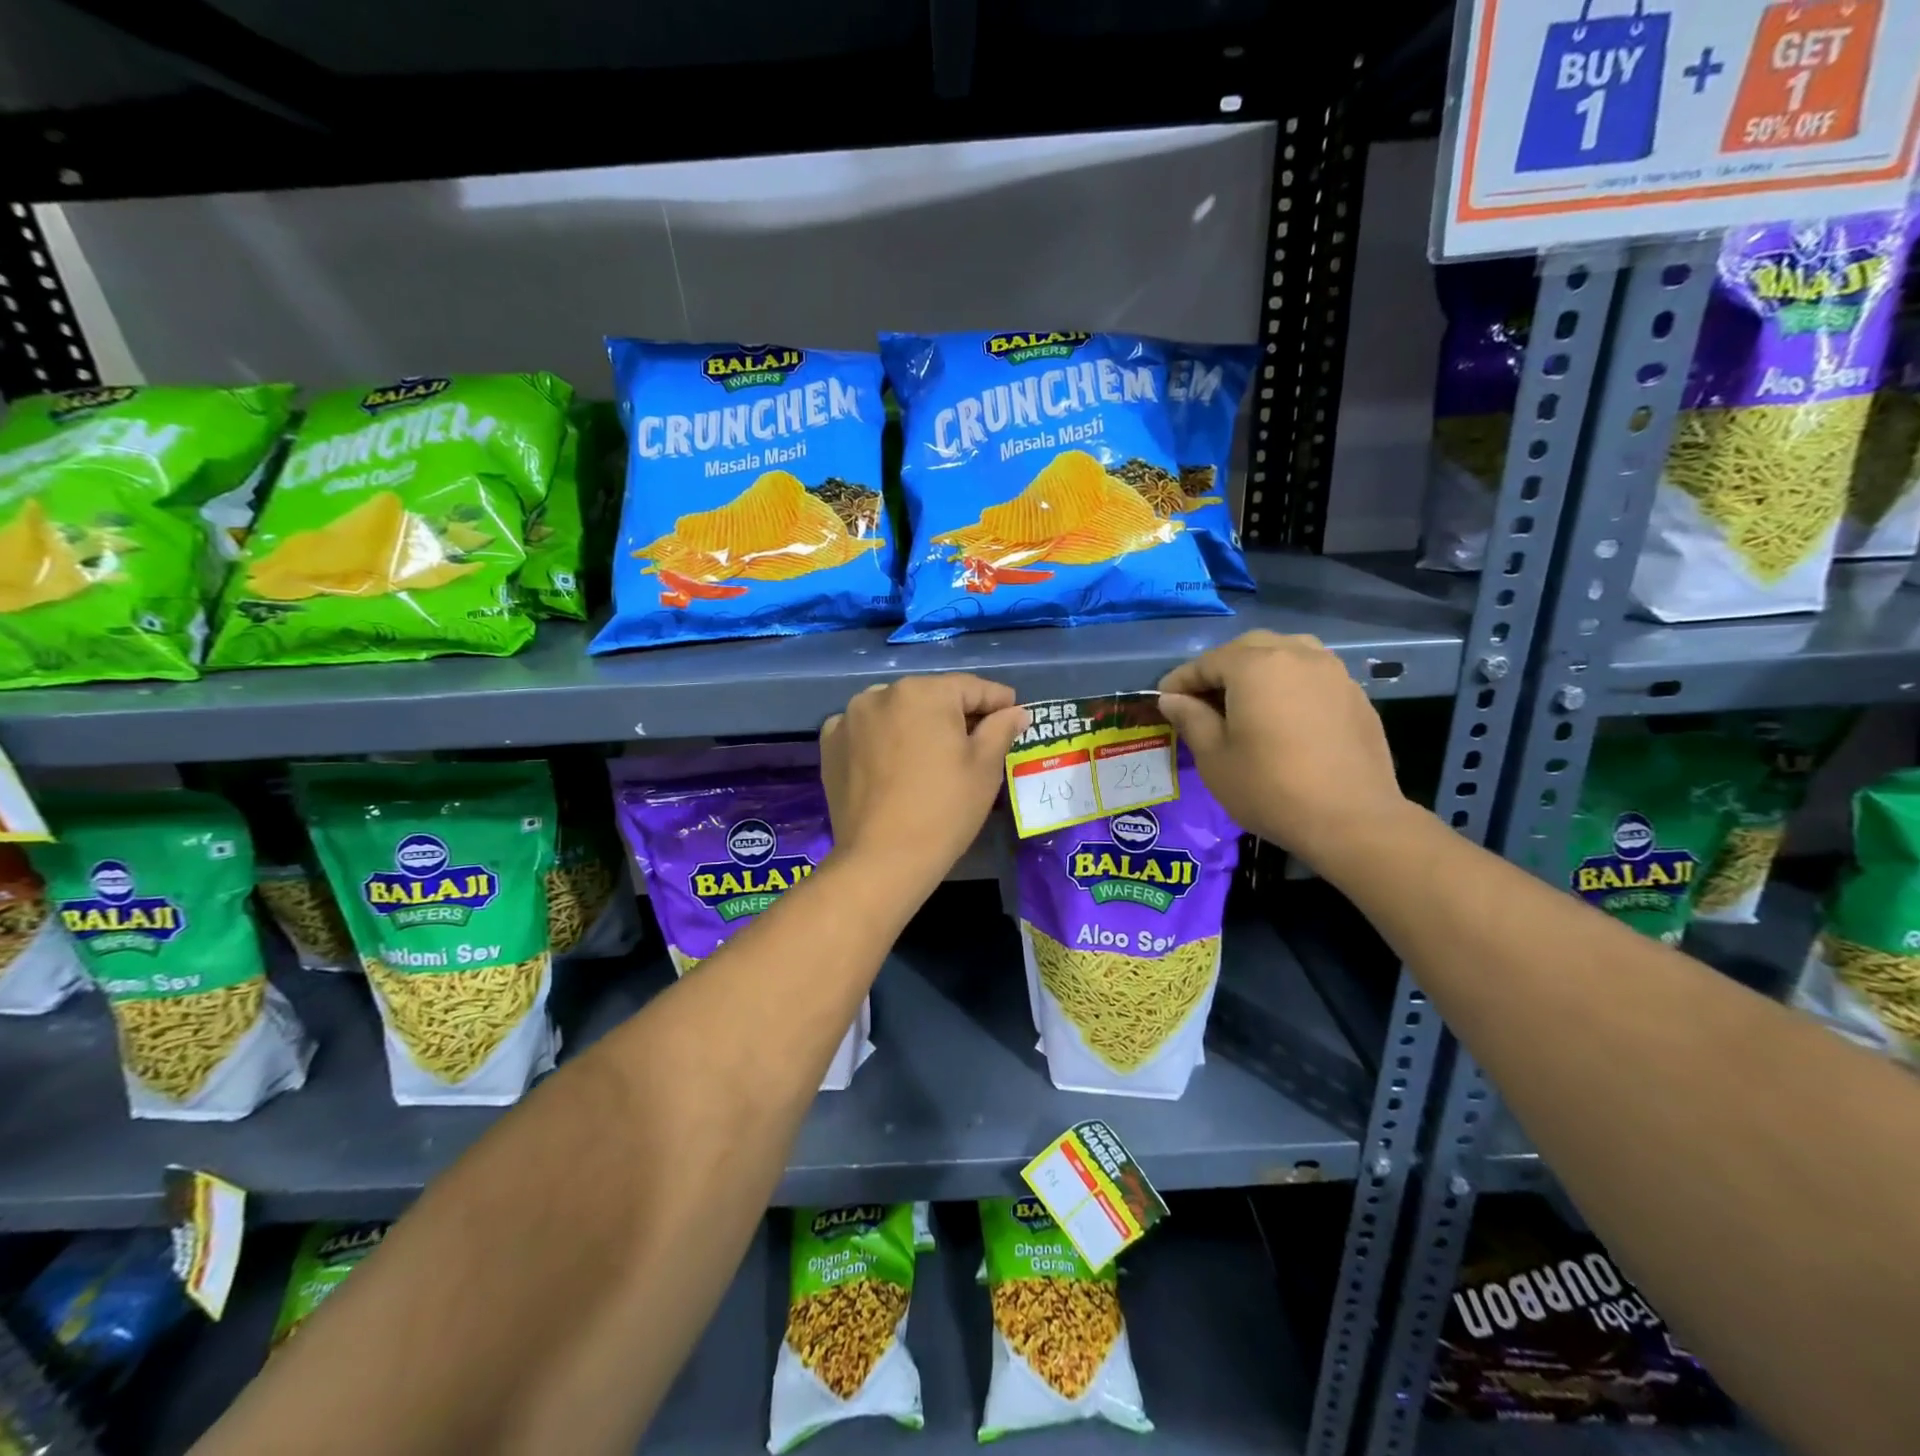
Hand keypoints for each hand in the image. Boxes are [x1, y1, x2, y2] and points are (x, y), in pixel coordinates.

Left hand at [820, 674, 1028, 888]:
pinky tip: (892, 763)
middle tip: (976, 739)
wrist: (882, 859)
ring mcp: (849, 717)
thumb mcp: (985, 768)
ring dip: (915, 724)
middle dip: (954, 714)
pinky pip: (865, 730)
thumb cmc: (944, 810)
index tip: (1013, 712)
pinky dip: (881, 739)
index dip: (997, 700)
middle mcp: (881, 693)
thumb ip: (1001, 729)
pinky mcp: (829, 744)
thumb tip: (1014, 711)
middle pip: (930, 697)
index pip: (970, 687)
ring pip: (895, 711)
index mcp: (924, 692)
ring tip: (930, 753)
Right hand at [1156, 631, 1408, 870]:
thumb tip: (1172, 699)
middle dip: (1221, 667)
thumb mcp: (1214, 757)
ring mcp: (1332, 673)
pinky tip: (1283, 715)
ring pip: (1287, 653)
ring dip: (1259, 668)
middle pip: (1249, 648)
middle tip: (1202, 699)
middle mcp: (1296, 656)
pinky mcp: (1355, 696)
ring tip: (1246, 699)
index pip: (1207, 662)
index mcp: (1255, 666)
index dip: (1181, 680)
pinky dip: (1290, 684)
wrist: (1351, 820)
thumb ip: (1190, 719)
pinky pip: (1313, 675)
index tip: (1164, 699)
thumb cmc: (1269, 788)